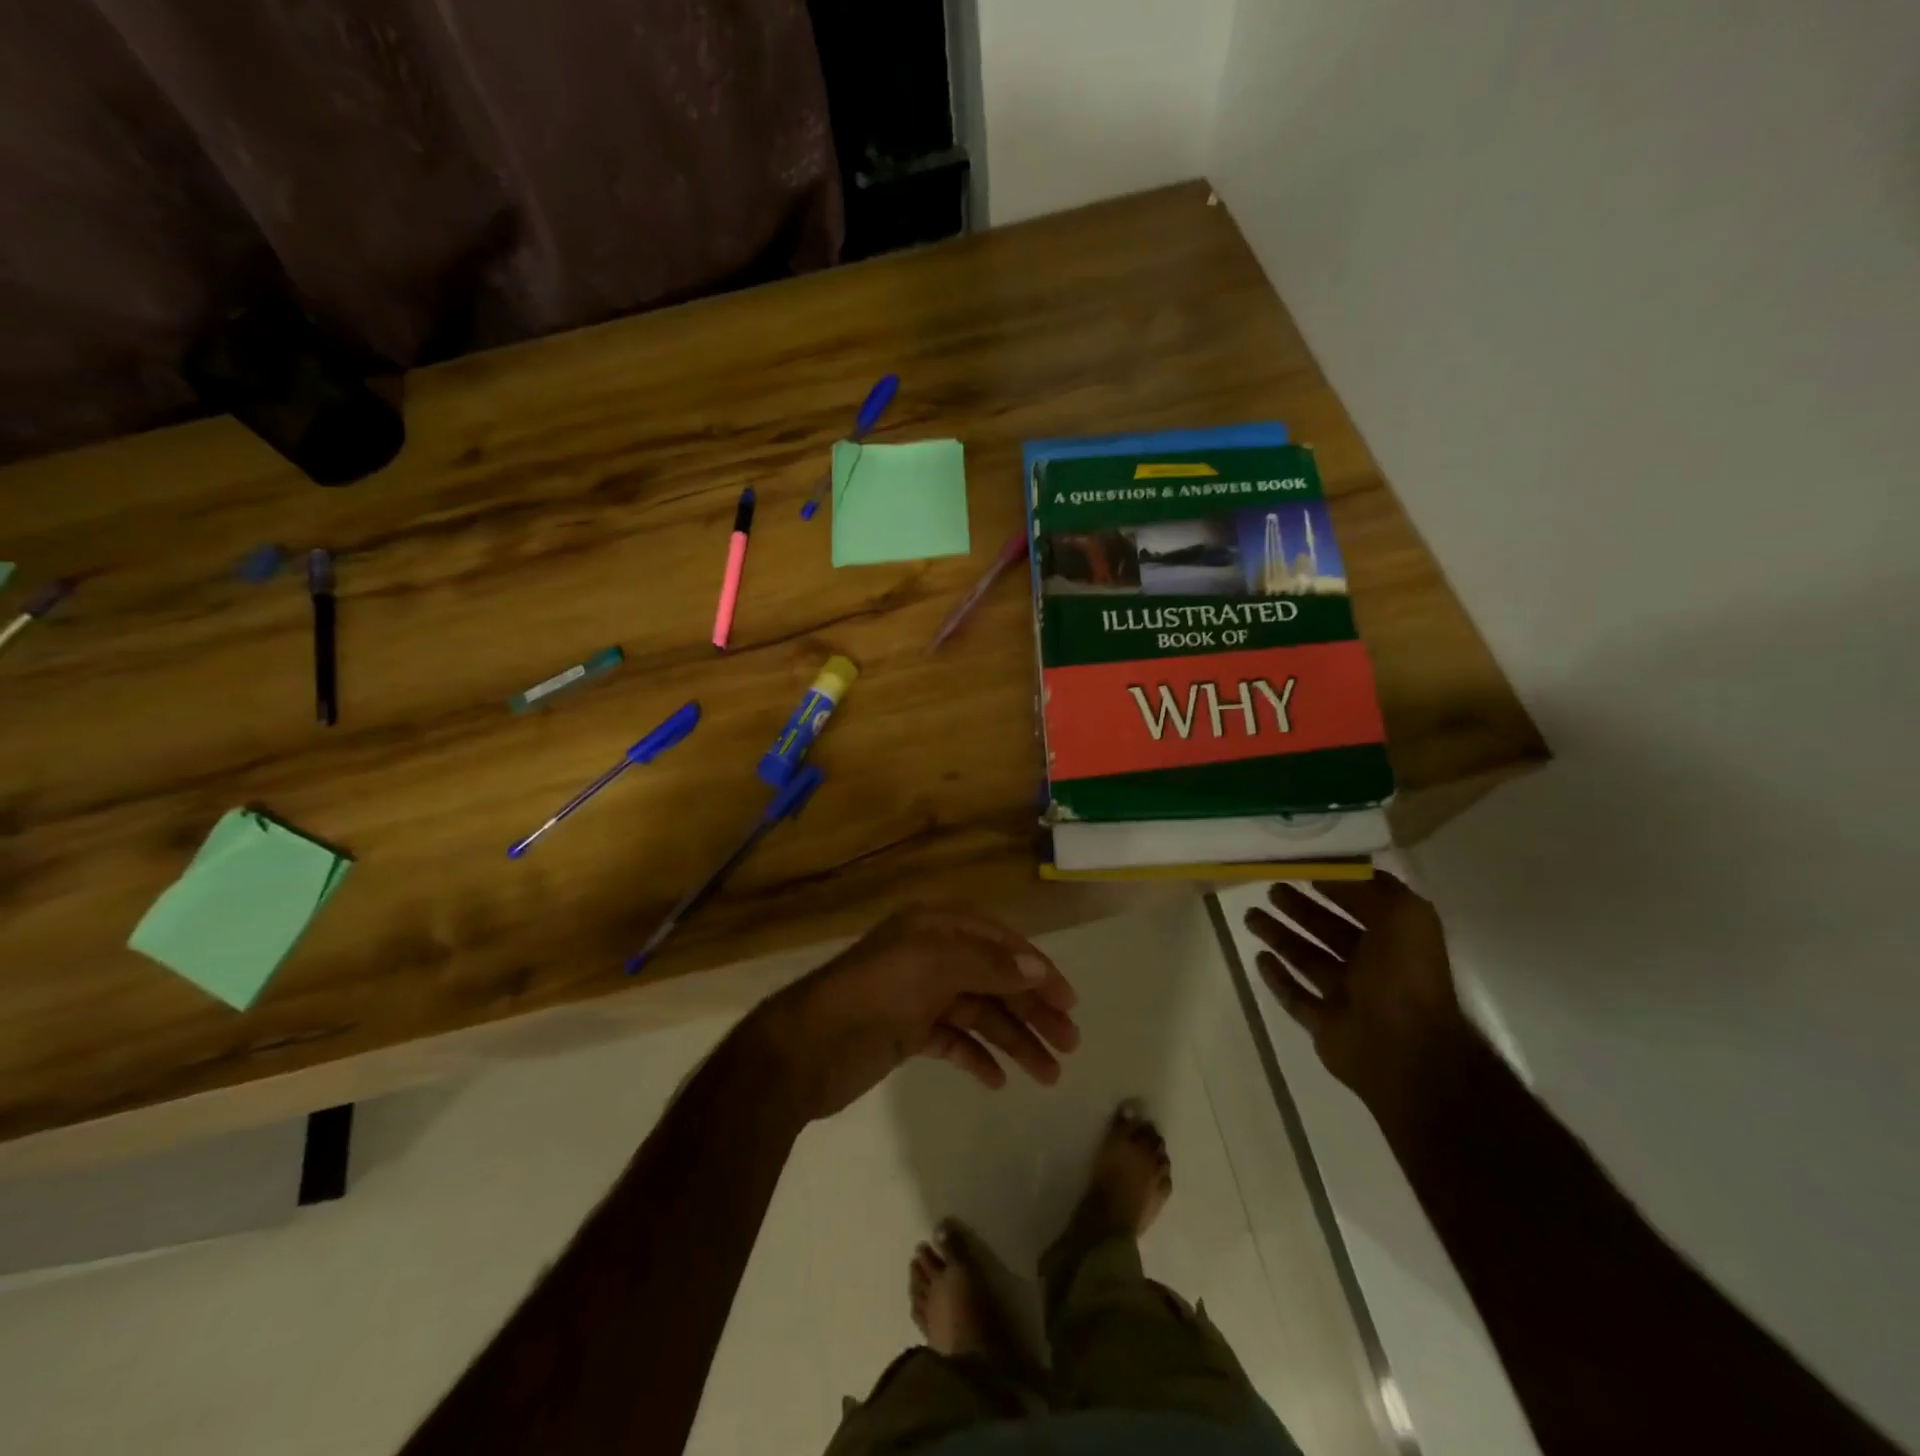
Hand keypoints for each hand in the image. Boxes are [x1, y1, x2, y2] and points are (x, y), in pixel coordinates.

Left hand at [752, 906, 1081, 1120]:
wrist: (803, 1049)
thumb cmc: (872, 995)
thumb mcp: (931, 967)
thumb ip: (987, 965)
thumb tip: (1036, 967)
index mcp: (935, 928)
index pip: (999, 942)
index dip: (1036, 968)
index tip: (1069, 1002)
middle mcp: (930, 956)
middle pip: (994, 980)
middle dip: (1032, 1010)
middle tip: (1070, 1045)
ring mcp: (918, 995)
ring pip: (979, 1014)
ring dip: (1014, 1040)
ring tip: (1049, 1075)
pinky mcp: (906, 1033)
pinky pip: (953, 1040)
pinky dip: (976, 1056)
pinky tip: (998, 1080)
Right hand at [1245, 874, 1476, 1124]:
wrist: (1405, 1050)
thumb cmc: (1404, 975)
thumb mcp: (1405, 915)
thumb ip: (1375, 888)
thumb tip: (1343, 869)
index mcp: (1393, 941)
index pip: (1359, 905)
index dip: (1333, 886)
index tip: (1301, 868)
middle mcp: (1371, 967)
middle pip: (1327, 931)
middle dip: (1299, 909)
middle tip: (1270, 890)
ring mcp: (1347, 998)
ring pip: (1307, 960)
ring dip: (1280, 937)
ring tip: (1250, 916)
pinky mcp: (1324, 1025)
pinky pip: (1296, 997)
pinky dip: (1278, 979)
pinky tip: (1259, 958)